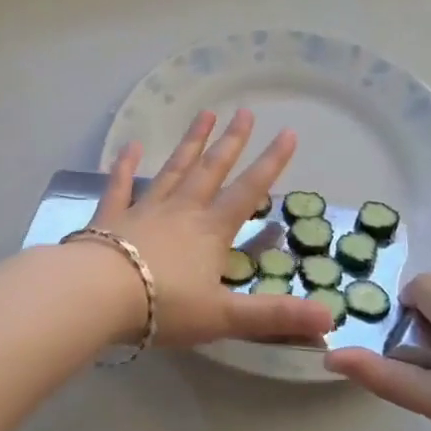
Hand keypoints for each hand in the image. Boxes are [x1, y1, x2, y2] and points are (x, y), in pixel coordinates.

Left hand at [89, 110, 334, 348]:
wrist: (99, 294)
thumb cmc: (164, 306)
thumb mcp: (225, 316)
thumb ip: (275, 316)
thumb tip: (331, 319)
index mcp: (211, 231)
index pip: (248, 191)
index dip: (271, 163)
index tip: (288, 133)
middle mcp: (181, 210)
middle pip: (211, 170)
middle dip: (231, 141)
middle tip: (244, 112)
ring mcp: (144, 209)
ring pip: (172, 169)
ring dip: (190, 143)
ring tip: (204, 114)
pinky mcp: (110, 216)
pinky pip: (120, 185)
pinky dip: (124, 165)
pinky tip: (129, 146)